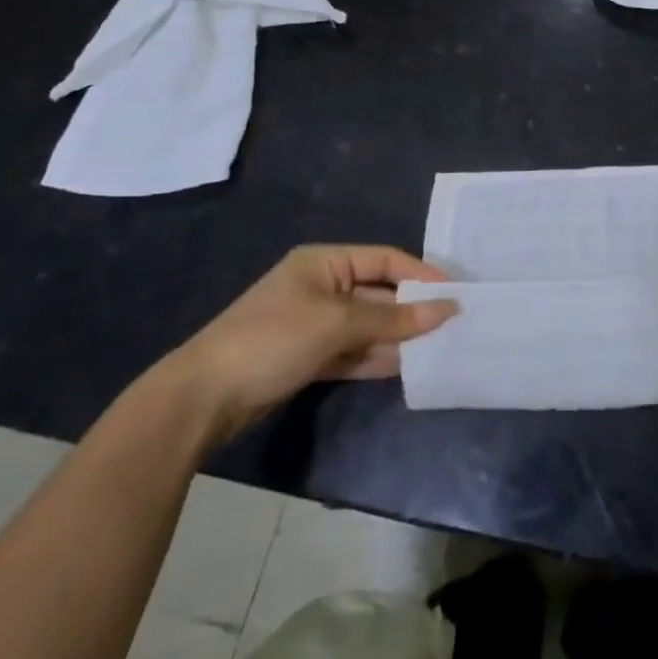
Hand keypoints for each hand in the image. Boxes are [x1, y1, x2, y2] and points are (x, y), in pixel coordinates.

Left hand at [167, 245, 458, 440]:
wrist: (203, 398)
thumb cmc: (273, 339)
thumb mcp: (338, 324)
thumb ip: (394, 319)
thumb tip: (448, 309)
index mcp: (325, 262)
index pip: (385, 259)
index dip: (420, 275)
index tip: (454, 294)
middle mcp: (321, 287)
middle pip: (378, 294)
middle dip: (411, 311)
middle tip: (452, 327)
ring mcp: (313, 324)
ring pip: (367, 326)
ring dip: (397, 338)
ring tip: (437, 349)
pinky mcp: (306, 357)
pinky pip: (352, 352)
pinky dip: (376, 358)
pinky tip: (406, 367)